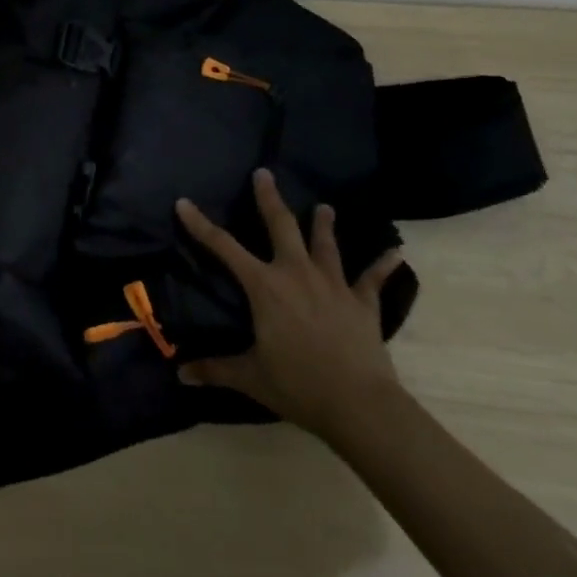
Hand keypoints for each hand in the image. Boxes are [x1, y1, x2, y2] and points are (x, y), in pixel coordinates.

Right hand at [174, 168, 406, 442]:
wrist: (358, 403)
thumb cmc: (298, 385)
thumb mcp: (251, 377)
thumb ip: (215, 370)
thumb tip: (180, 375)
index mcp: (265, 287)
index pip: (224, 247)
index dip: (200, 224)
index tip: (184, 202)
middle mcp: (297, 273)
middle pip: (281, 226)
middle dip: (270, 198)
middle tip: (264, 173)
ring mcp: (333, 284)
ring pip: (325, 244)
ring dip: (323, 224)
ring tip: (324, 207)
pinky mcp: (362, 302)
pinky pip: (373, 278)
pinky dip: (384, 265)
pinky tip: (396, 252)